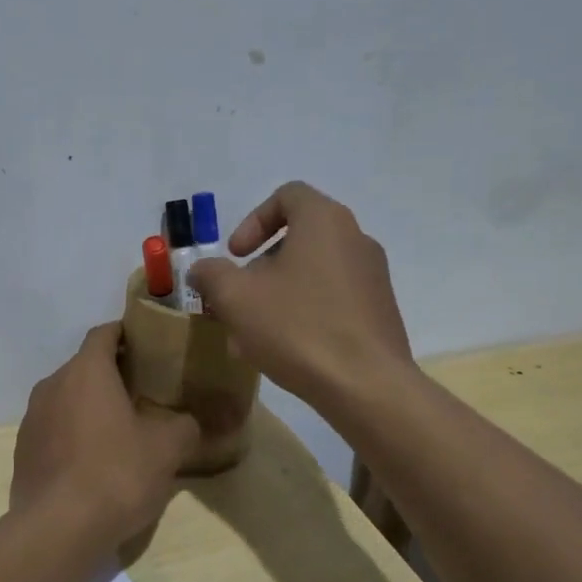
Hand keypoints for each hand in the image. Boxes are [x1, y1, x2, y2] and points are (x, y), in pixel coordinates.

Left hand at [11, 323, 199, 546]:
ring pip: (67, 398)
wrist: (57, 529)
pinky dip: (74, 433)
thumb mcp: (167, 449)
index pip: (104, 333)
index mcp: (86, 371)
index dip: (128, 334)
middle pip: (85, 366)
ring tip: (121, 428)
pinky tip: (94, 461)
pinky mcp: (23, 450)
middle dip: (113, 373)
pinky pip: (54, 428)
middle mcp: (52, 385)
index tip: (150, 346)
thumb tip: (188, 422)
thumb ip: (184, 426)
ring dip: (91, 405)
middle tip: (145, 391)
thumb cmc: (116, 474)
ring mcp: (32, 418)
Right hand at [187, 182, 412, 414]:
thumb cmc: (297, 327)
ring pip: (312, 275)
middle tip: (237, 301)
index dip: (252, 220)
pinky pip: (332, 301)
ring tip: (251, 336)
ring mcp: (373, 277)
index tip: (236, 255)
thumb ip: (211, 275)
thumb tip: (201, 269)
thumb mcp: (236, 298)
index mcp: (324, 221)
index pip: (287, 196)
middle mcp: (356, 239)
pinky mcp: (379, 312)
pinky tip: (283, 352)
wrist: (366, 385)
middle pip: (298, 239)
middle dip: (260, 269)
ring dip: (277, 296)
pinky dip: (304, 314)